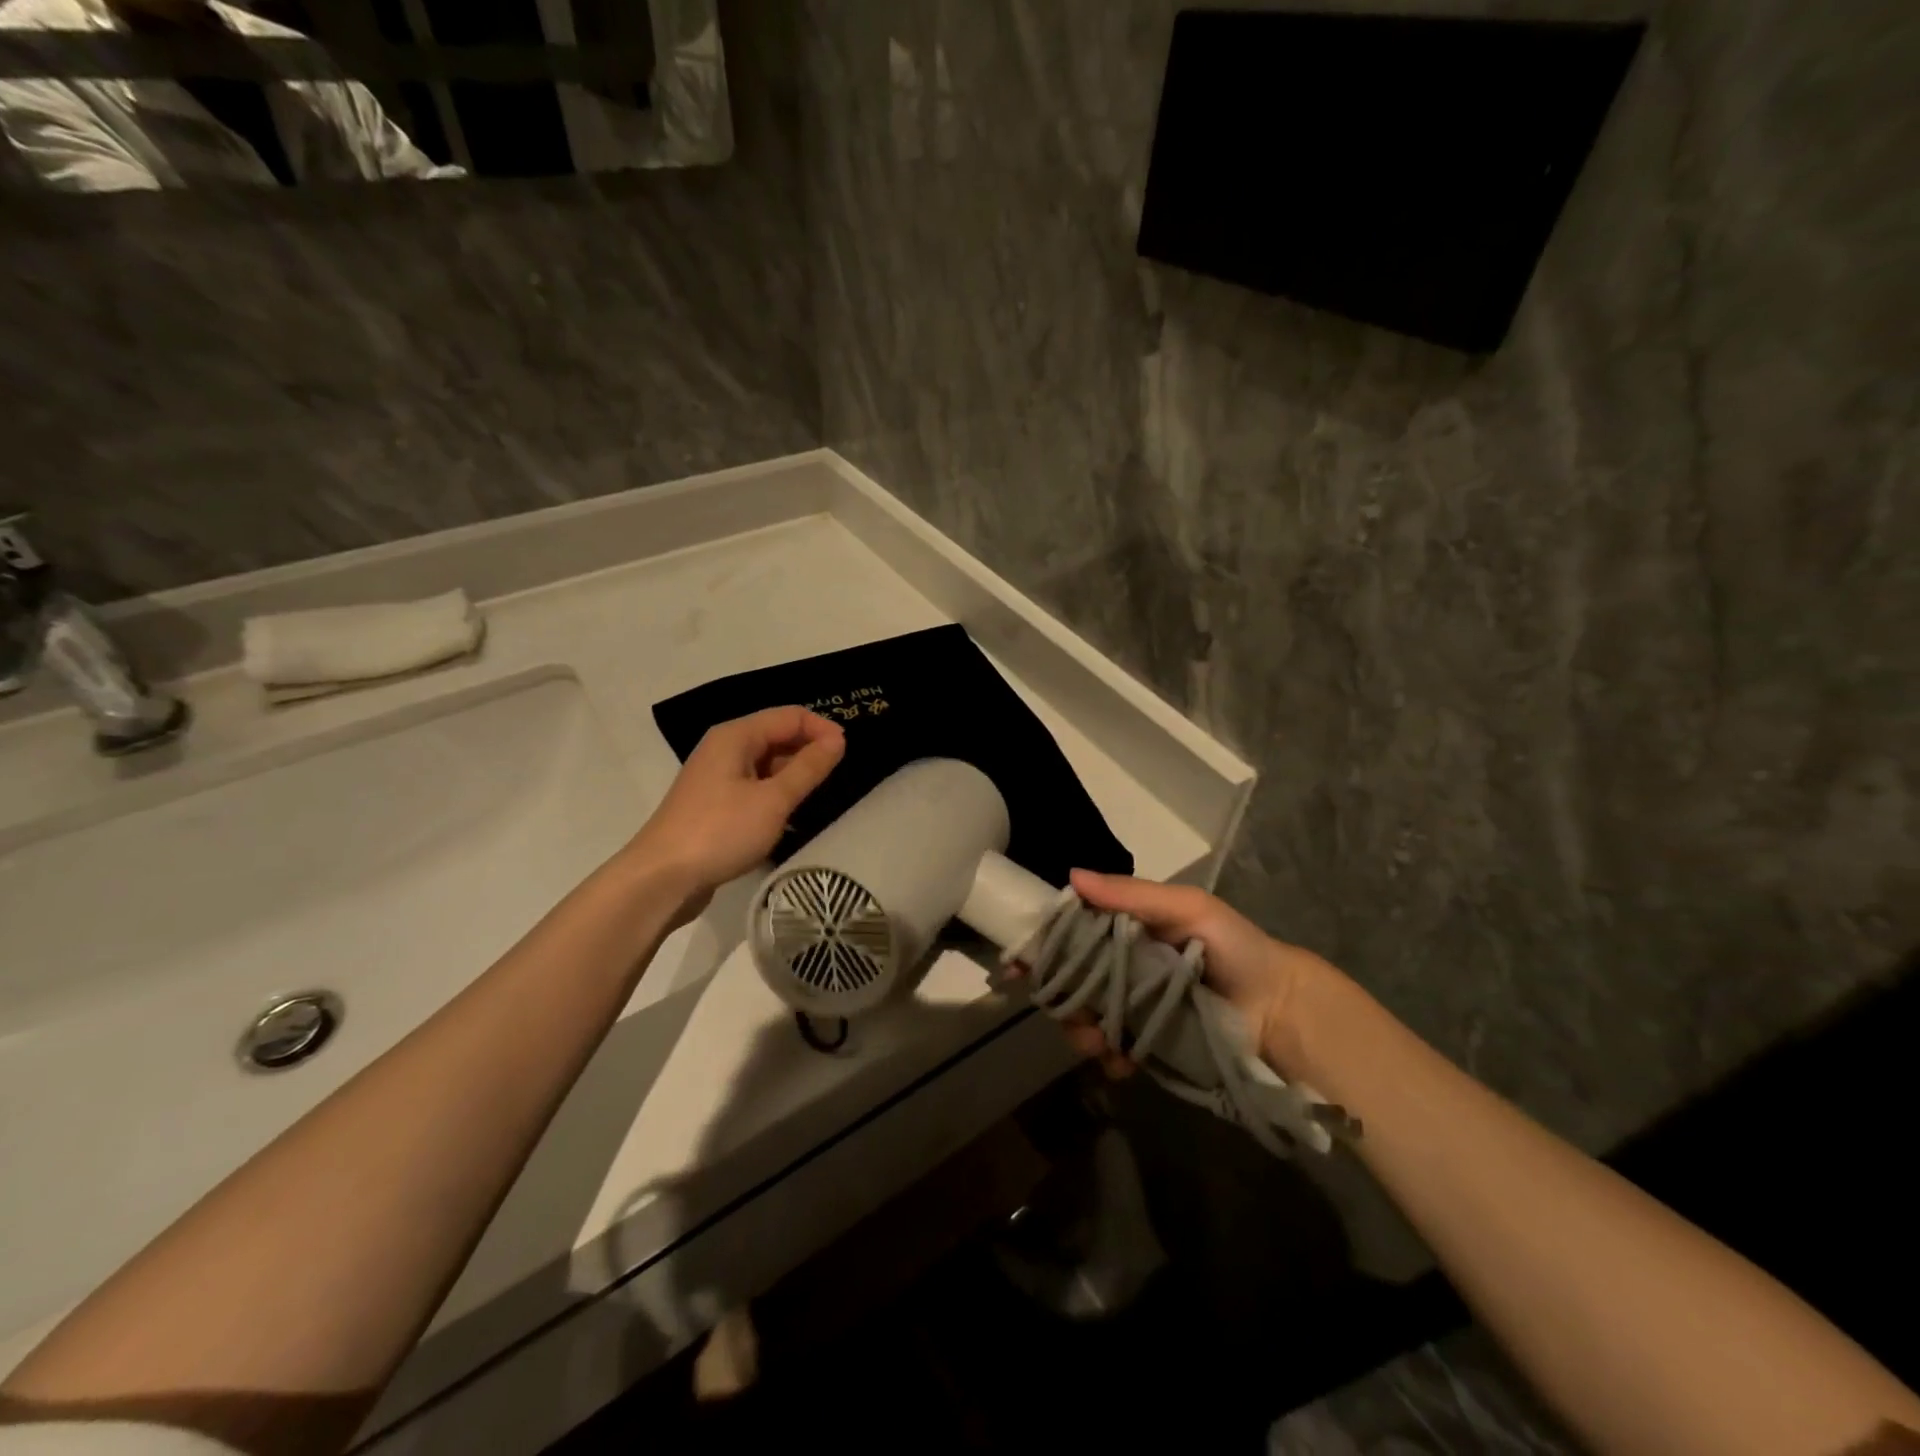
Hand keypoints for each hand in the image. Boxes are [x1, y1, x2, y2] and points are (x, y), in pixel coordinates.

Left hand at [625, 707, 845, 922]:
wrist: (661, 878)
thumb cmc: (720, 832)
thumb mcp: (773, 800)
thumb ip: (808, 768)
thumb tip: (838, 740)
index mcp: (736, 736)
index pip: (789, 716)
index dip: (821, 729)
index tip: (847, 755)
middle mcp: (724, 748)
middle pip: (776, 735)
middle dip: (808, 749)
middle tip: (838, 776)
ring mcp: (717, 776)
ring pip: (766, 762)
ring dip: (793, 773)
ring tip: (817, 796)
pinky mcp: (714, 803)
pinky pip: (754, 785)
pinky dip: (776, 792)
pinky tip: (789, 814)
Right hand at [1056, 869, 1339, 1079]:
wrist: (1280, 1009)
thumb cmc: (1235, 947)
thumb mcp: (1188, 908)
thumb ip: (1132, 894)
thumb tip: (1072, 876)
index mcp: (1126, 929)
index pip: (1072, 932)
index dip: (1044, 945)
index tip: (1019, 963)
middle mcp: (1122, 965)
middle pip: (1070, 979)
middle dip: (1061, 997)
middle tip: (1070, 1013)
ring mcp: (1132, 1006)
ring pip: (1084, 1016)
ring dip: (1080, 1030)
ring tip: (1098, 1042)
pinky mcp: (1146, 1043)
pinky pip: (1112, 1051)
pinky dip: (1107, 1057)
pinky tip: (1120, 1062)